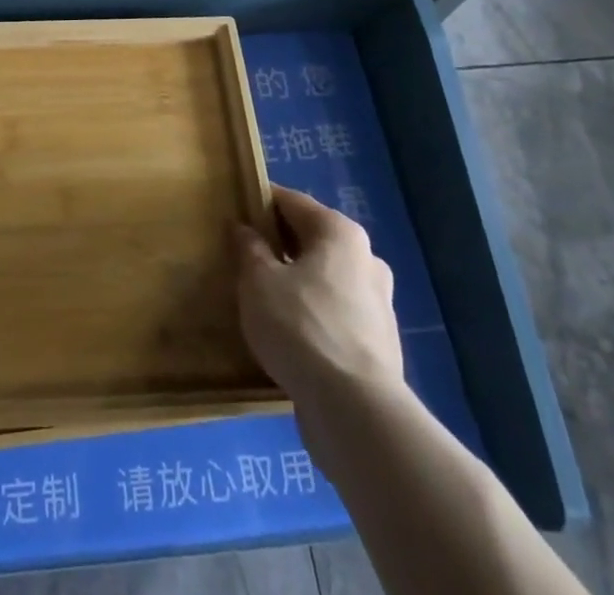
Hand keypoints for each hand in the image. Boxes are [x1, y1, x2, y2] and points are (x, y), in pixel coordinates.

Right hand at [234, 185, 403, 407]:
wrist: (356, 412)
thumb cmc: (301, 327)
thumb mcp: (258, 280)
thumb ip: (249, 248)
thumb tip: (244, 229)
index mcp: (339, 232)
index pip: (291, 201)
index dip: (259, 204)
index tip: (234, 215)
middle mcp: (367, 259)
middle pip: (312, 239)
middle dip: (279, 245)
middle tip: (244, 258)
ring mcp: (378, 303)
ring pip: (326, 278)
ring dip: (298, 282)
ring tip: (263, 299)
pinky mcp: (379, 344)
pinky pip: (336, 313)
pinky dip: (314, 315)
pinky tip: (289, 334)